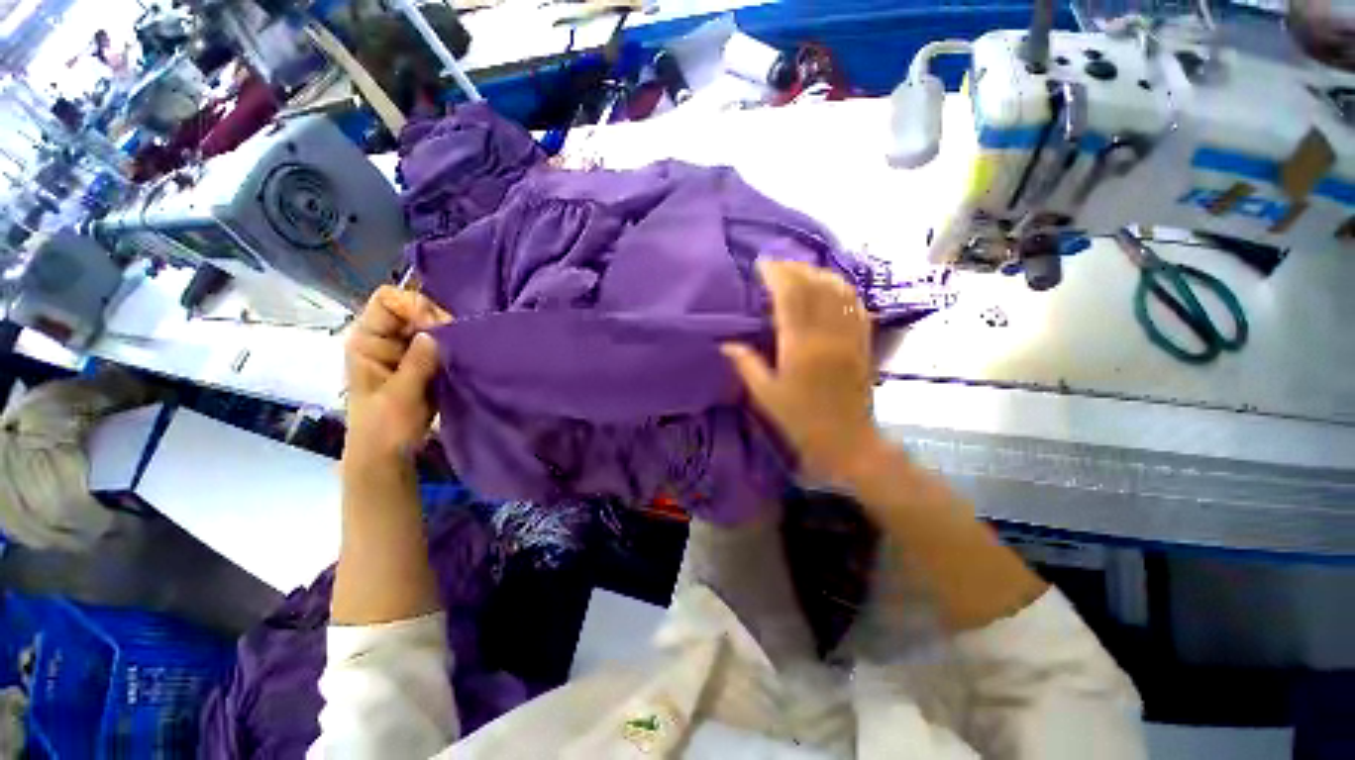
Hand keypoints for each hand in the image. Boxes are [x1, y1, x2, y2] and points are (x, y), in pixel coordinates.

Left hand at [344, 285, 451, 461]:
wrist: (388, 455)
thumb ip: (417, 362)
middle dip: (437, 321)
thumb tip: (435, 333)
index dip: (413, 306)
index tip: (437, 327)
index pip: (387, 301)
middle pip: (412, 310)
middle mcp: (385, 340)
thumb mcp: (400, 394)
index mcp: (367, 341)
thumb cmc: (384, 427)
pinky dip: (453, 348)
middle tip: (457, 341)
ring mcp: (404, 352)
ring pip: (429, 327)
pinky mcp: (423, 364)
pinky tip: (462, 357)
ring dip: (448, 336)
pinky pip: (440, 345)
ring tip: (462, 351)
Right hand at [722, 260, 884, 484]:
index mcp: (800, 346)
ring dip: (818, 273)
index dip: (776, 274)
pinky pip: (855, 305)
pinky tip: (829, 287)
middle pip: (814, 285)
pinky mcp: (863, 342)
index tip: (761, 264)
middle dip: (794, 268)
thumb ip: (746, 365)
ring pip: (838, 289)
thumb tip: (726, 344)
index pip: (790, 295)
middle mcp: (828, 334)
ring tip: (800, 271)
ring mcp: (850, 336)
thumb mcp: (766, 395)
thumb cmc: (801, 420)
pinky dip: (841, 288)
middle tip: (776, 265)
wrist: (847, 440)